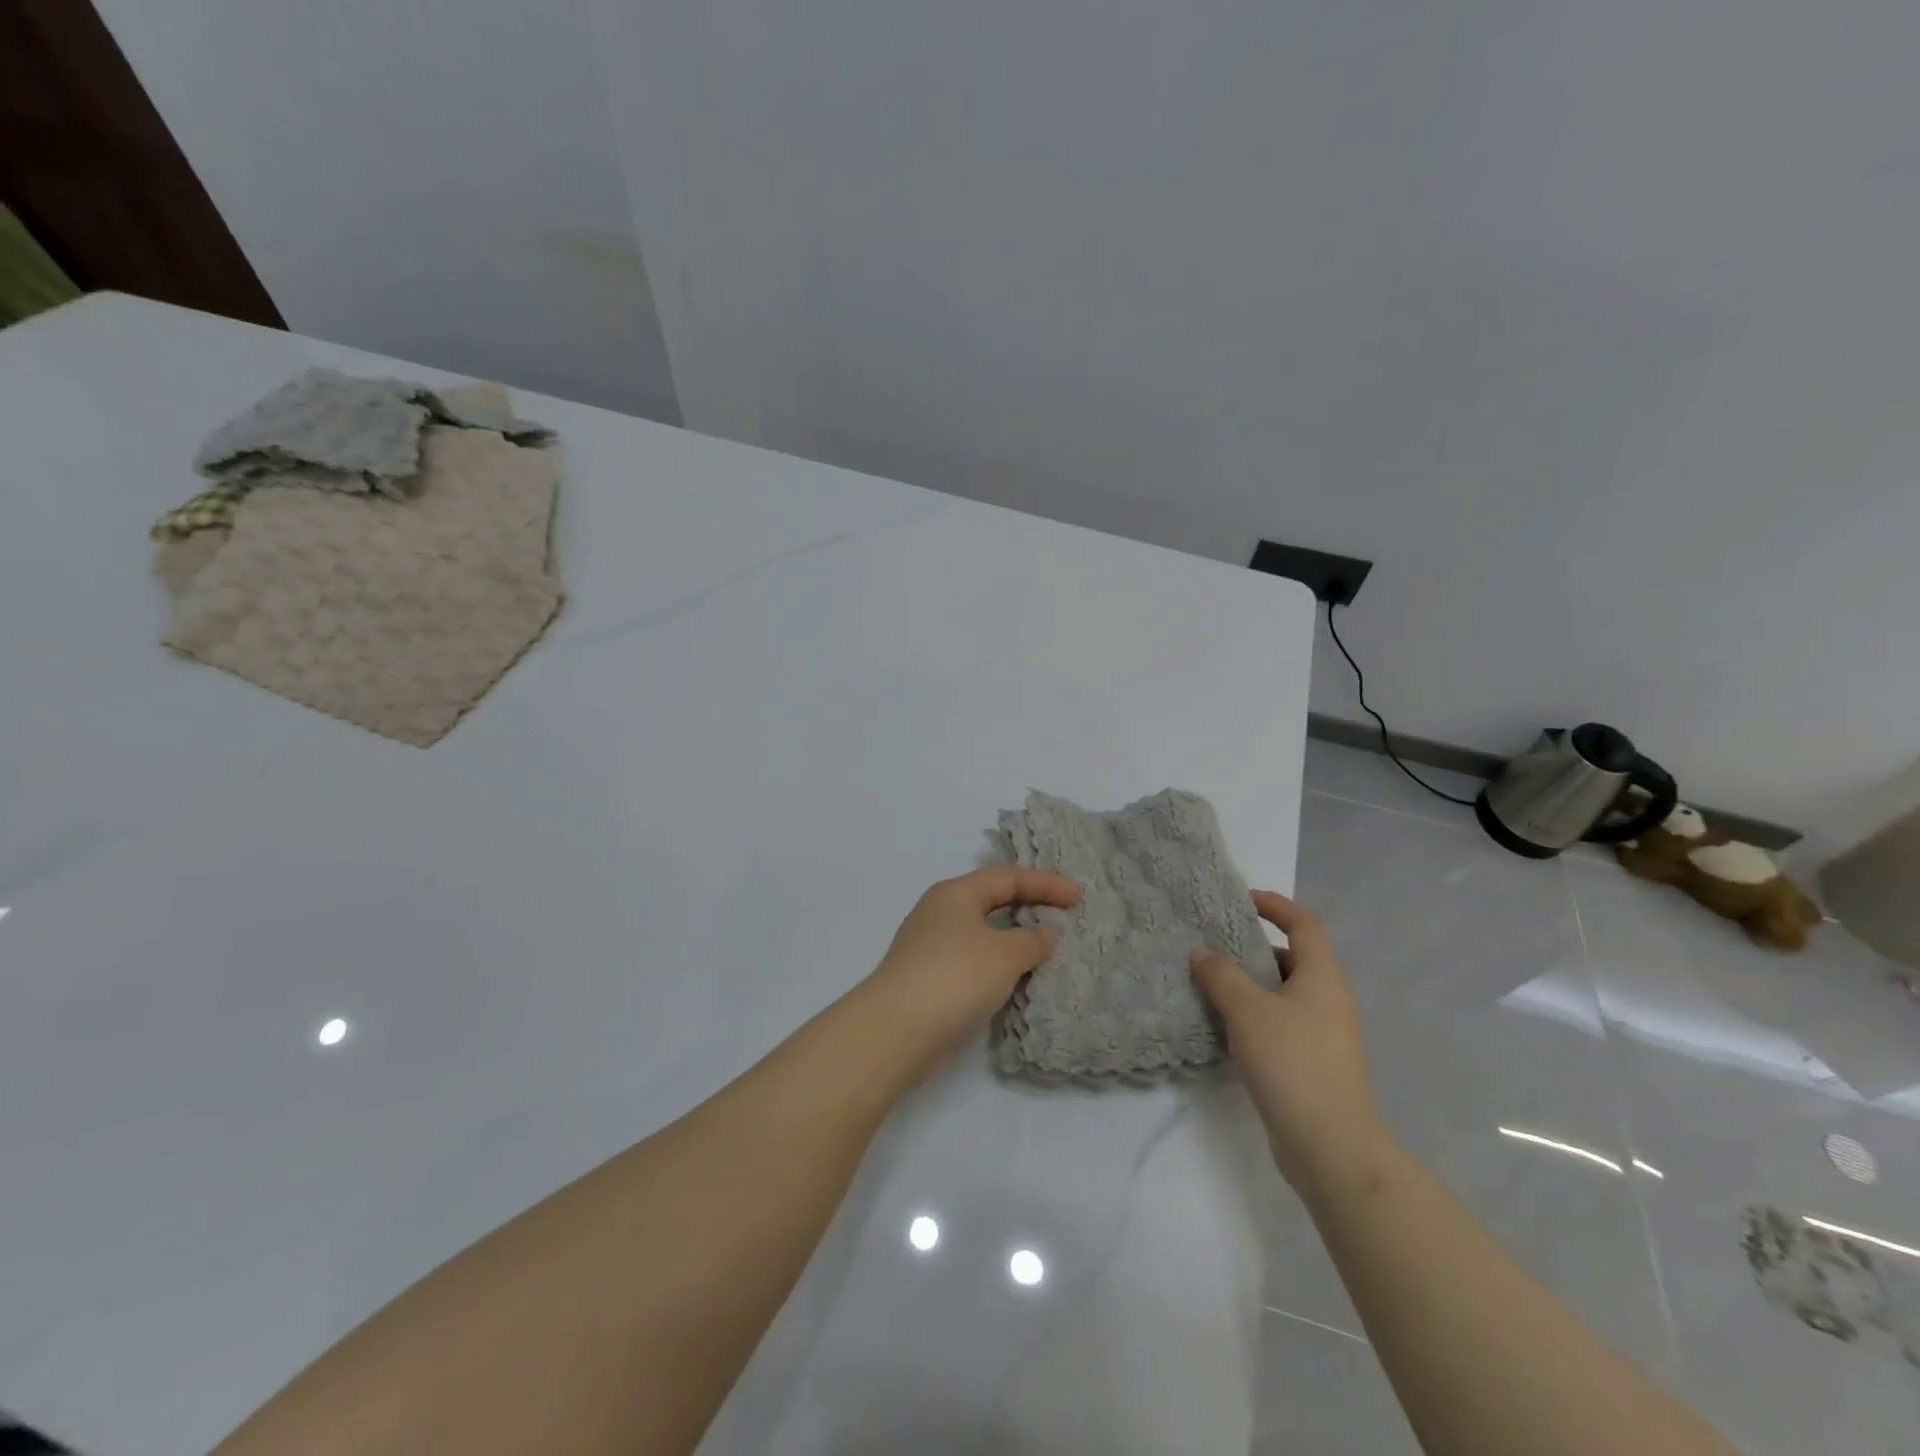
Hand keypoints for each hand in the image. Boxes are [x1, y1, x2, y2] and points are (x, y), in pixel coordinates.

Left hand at [863, 867, 1081, 1079]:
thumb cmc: (955, 977)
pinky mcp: (929, 979)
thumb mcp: (1004, 954)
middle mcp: (940, 912)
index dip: (1046, 883)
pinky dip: (1000, 964)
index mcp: (956, 892)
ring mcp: (931, 946)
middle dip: (1029, 906)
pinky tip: (1017, 980)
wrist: (896, 1031)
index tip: (1079, 897)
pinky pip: (974, 961)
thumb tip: (1046, 931)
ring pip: (983, 933)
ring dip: (1015, 939)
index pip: (1008, 877)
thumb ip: (1033, 939)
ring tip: (1048, 951)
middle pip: (992, 900)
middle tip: (1064, 917)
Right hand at [1190, 890, 1387, 1189]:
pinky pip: (1281, 1022)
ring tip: (1210, 984)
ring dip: (1251, 984)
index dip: (1275, 905)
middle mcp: (1329, 999)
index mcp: (1323, 977)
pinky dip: (1255, 1015)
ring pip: (1284, 993)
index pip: (1304, 924)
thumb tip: (1203, 953)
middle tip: (1215, 945)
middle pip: (1293, 958)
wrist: (1330, 1145)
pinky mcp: (1313, 1063)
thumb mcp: (1248, 1010)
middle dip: (1254, 947)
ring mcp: (1324, 1034)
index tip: (1241, 900)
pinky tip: (1225, 1027)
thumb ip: (1221, 975)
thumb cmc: (1292, 1062)